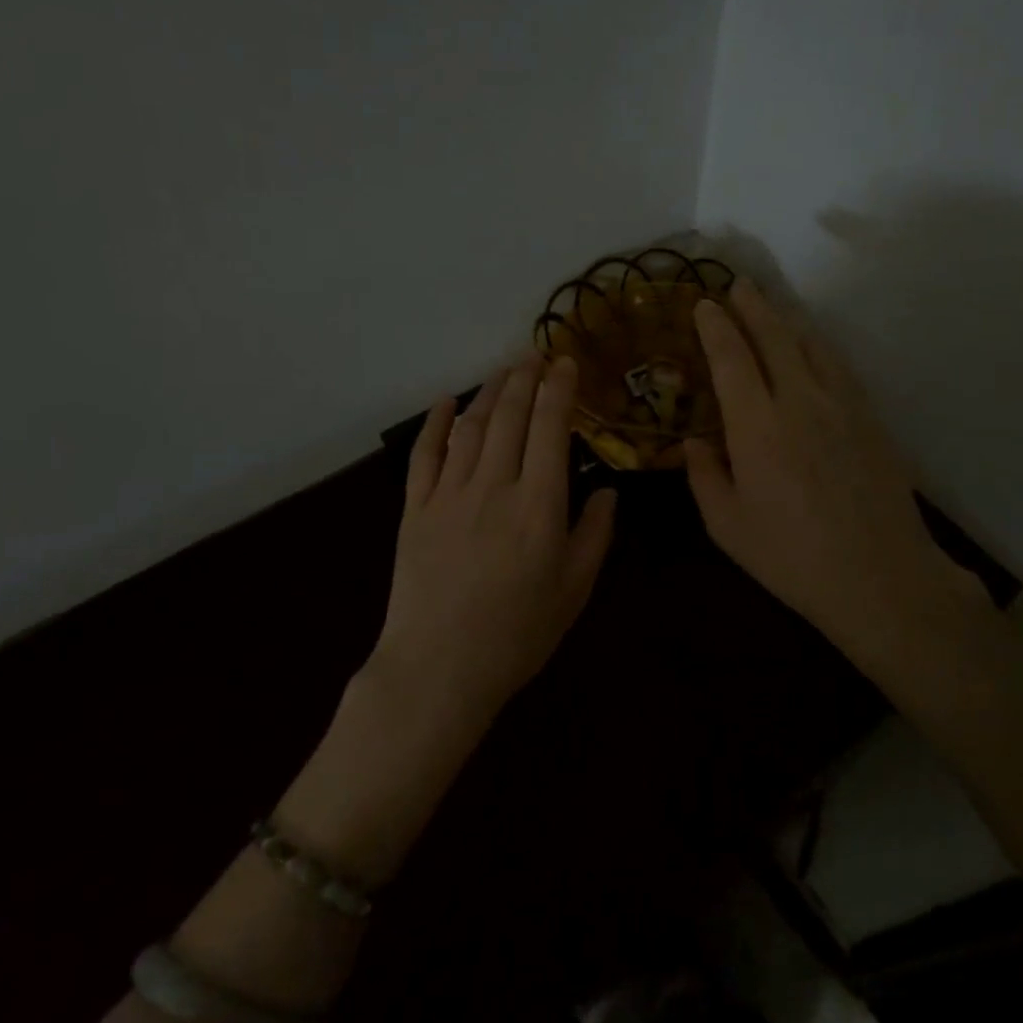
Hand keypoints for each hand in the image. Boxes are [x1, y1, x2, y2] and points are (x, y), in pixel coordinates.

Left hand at [370, 355, 617, 729]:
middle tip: (534, 354)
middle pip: (509, 417)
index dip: (559, 390)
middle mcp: (494, 485)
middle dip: (524, 379)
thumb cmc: (517, 635)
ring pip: (471, 427)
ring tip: (503, 370)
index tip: (565, 362)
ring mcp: (449, 494)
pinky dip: (435, 423)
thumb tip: (607, 492)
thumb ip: (594, 535)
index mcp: (539, 504)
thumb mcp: (574, 591)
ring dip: (488, 392)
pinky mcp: (415, 509)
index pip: (550, 429)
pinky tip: (446, 402)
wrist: (439, 668)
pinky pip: (425, 455)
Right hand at [685, 281, 1000, 680]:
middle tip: (738, 285)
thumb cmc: (791, 557)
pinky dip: (819, 346)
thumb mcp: (728, 526)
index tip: (704, 304)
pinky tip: (815, 349)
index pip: (731, 358)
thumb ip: (704, 476)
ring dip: (789, 320)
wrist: (881, 577)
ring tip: (773, 307)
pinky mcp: (871, 419)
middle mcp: (800, 401)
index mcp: (757, 426)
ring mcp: (843, 406)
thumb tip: (693, 441)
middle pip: (775, 337)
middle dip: (753, 306)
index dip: (716, 326)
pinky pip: (840, 367)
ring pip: (813, 345)